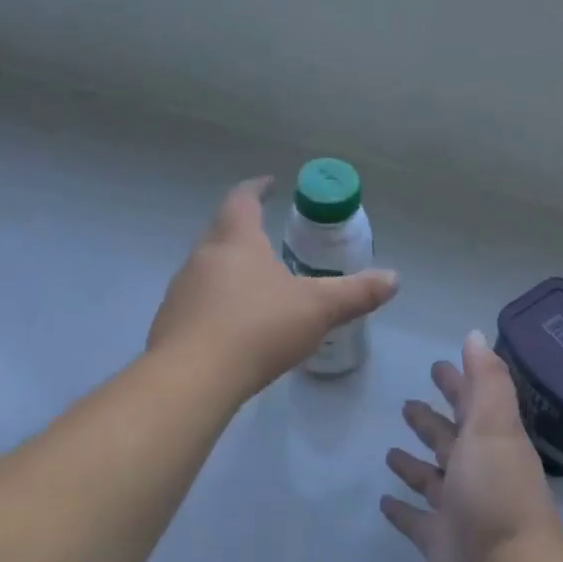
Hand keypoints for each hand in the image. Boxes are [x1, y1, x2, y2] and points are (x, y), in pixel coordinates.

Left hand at [148, 177, 397, 400]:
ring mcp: (180, 291)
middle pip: (221, 233)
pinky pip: (196, 304)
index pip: (243, 200)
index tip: (269, 183)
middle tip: (267, 240)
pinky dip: (215, 307)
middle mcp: (202, 258)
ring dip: (228, 272)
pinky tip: (232, 329)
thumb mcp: (317, 309)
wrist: (192, 378)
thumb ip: (355, 293)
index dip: (257, 188)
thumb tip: (394, 279)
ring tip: (254, 288)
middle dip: (244, 232)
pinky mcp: (169, 325)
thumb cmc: (258, 328)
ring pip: (206, 270)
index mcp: (236, 241)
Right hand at [382, 331, 562, 561]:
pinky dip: (402, 509)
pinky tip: (383, 500)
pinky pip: (415, 520)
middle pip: (450, 439)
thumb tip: (474, 336)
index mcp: (491, 442)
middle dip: (432, 421)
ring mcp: (457, 509)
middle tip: (407, 404)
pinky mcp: (438, 542)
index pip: (472, 403)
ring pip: (432, 478)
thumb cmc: (498, 494)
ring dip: (415, 463)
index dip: (457, 383)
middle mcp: (476, 472)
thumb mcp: (495, 427)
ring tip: (391, 449)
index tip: (437, 366)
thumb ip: (486, 381)